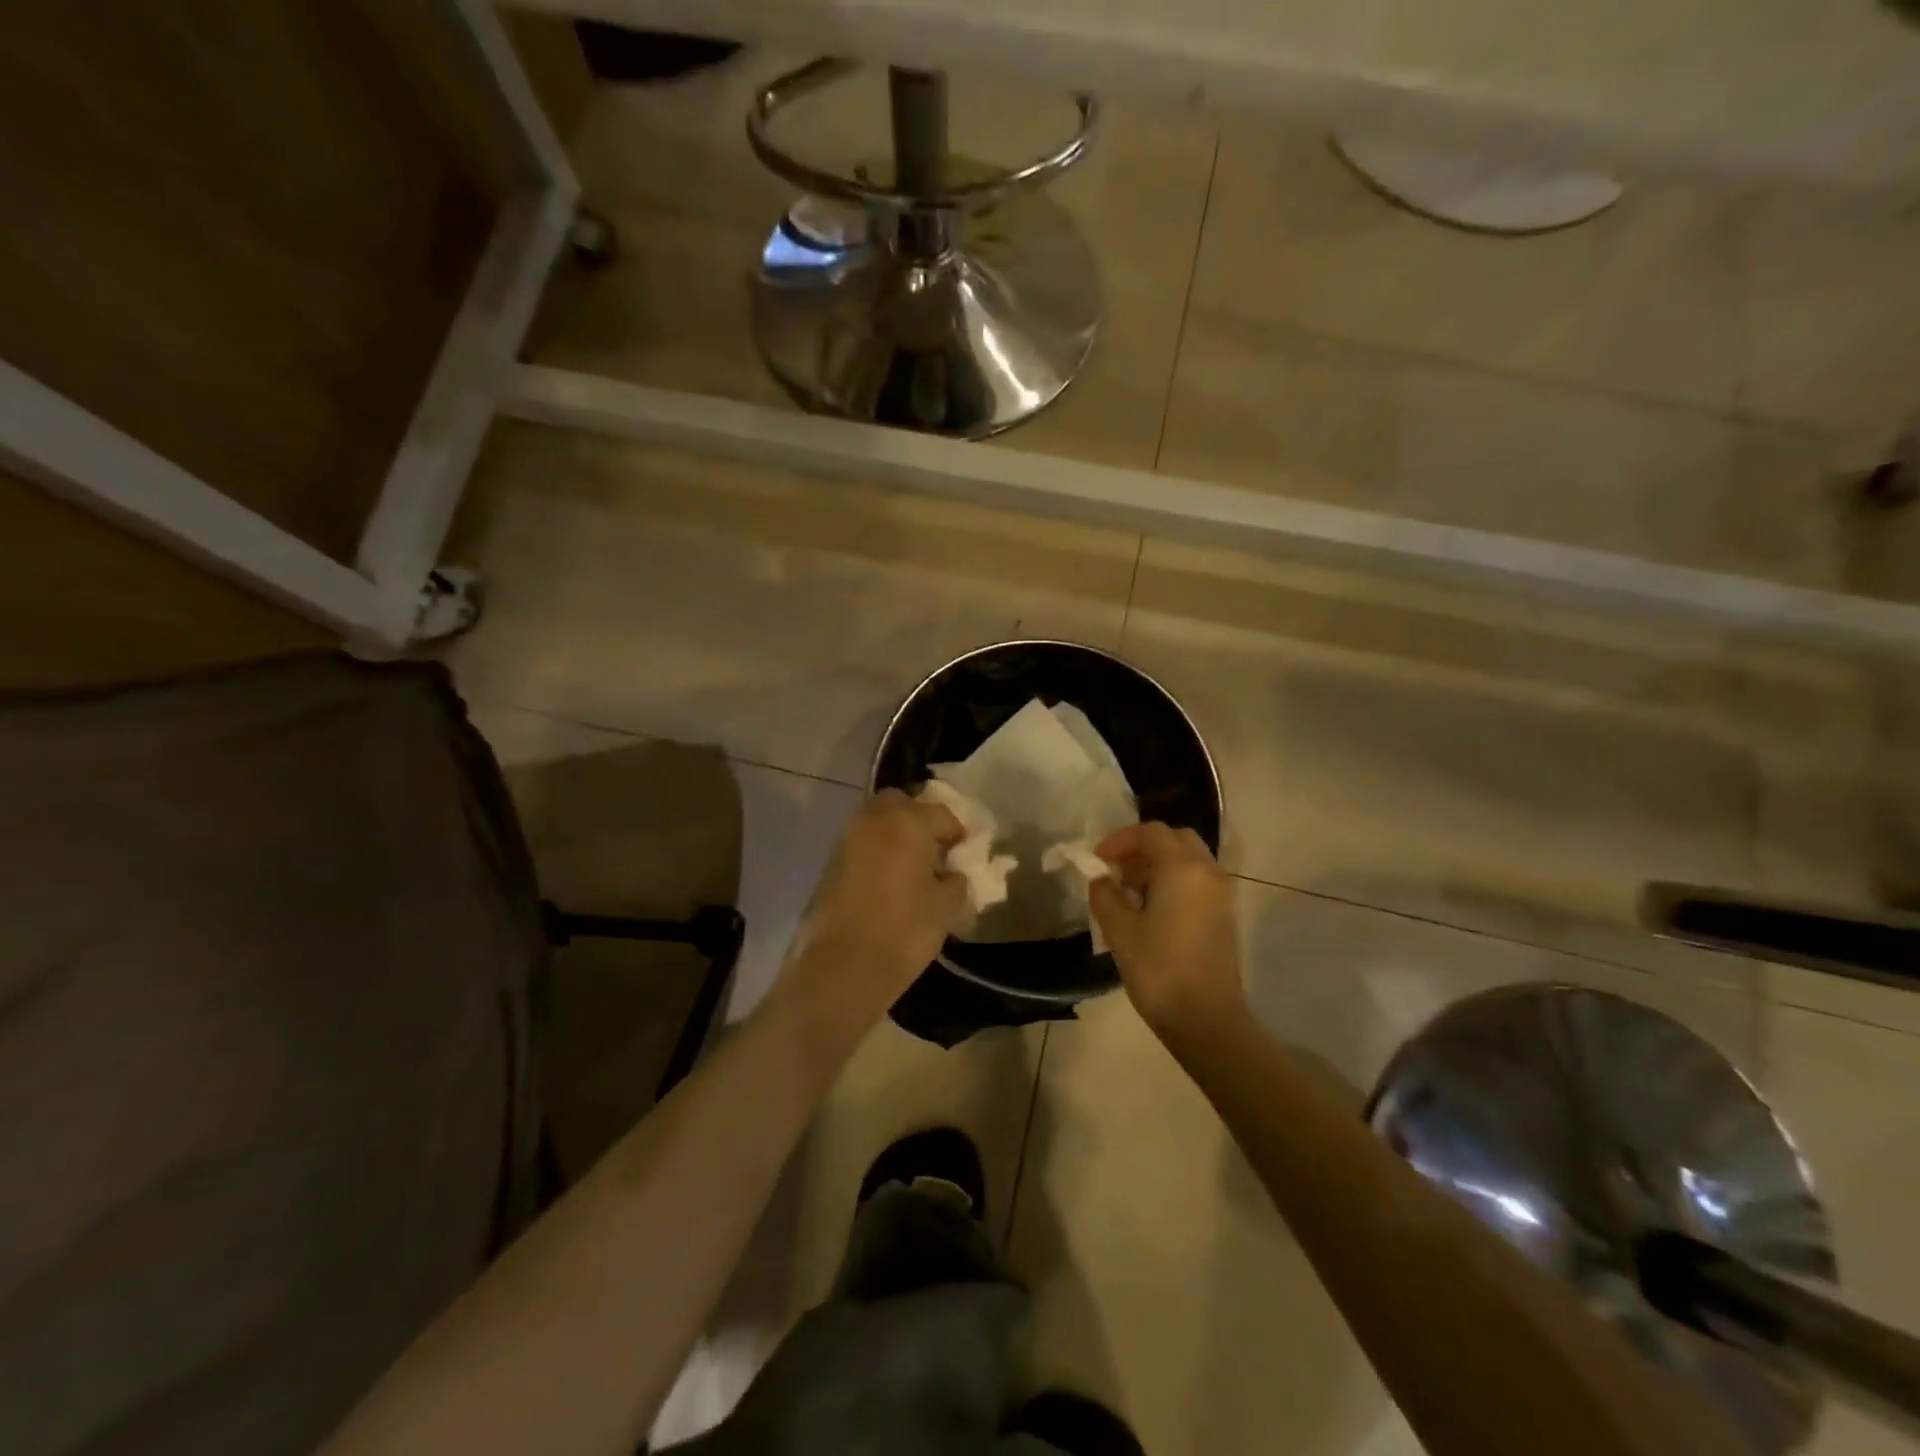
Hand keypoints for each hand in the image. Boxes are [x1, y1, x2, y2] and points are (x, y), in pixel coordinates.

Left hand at [783, 790, 967, 1036]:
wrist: (844, 966)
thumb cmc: (905, 930)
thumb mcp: (946, 906)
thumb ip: (955, 880)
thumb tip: (950, 874)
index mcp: (907, 822)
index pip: (941, 814)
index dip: (957, 832)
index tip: (964, 851)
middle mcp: (874, 820)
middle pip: (900, 803)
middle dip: (918, 818)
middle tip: (933, 847)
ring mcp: (847, 840)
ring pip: (875, 820)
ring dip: (894, 832)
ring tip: (910, 864)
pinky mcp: (829, 863)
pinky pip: (860, 844)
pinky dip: (875, 851)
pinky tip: (887, 879)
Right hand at [1090, 822, 1245, 1040]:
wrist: (1207, 1020)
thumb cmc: (1159, 970)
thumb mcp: (1119, 930)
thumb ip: (1105, 894)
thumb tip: (1101, 878)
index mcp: (1183, 868)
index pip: (1150, 833)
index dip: (1119, 840)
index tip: (1097, 860)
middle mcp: (1208, 872)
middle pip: (1174, 840)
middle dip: (1141, 848)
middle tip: (1115, 869)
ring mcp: (1221, 894)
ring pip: (1188, 860)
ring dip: (1157, 864)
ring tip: (1128, 891)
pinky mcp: (1224, 915)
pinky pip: (1196, 880)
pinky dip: (1173, 880)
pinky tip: (1150, 909)